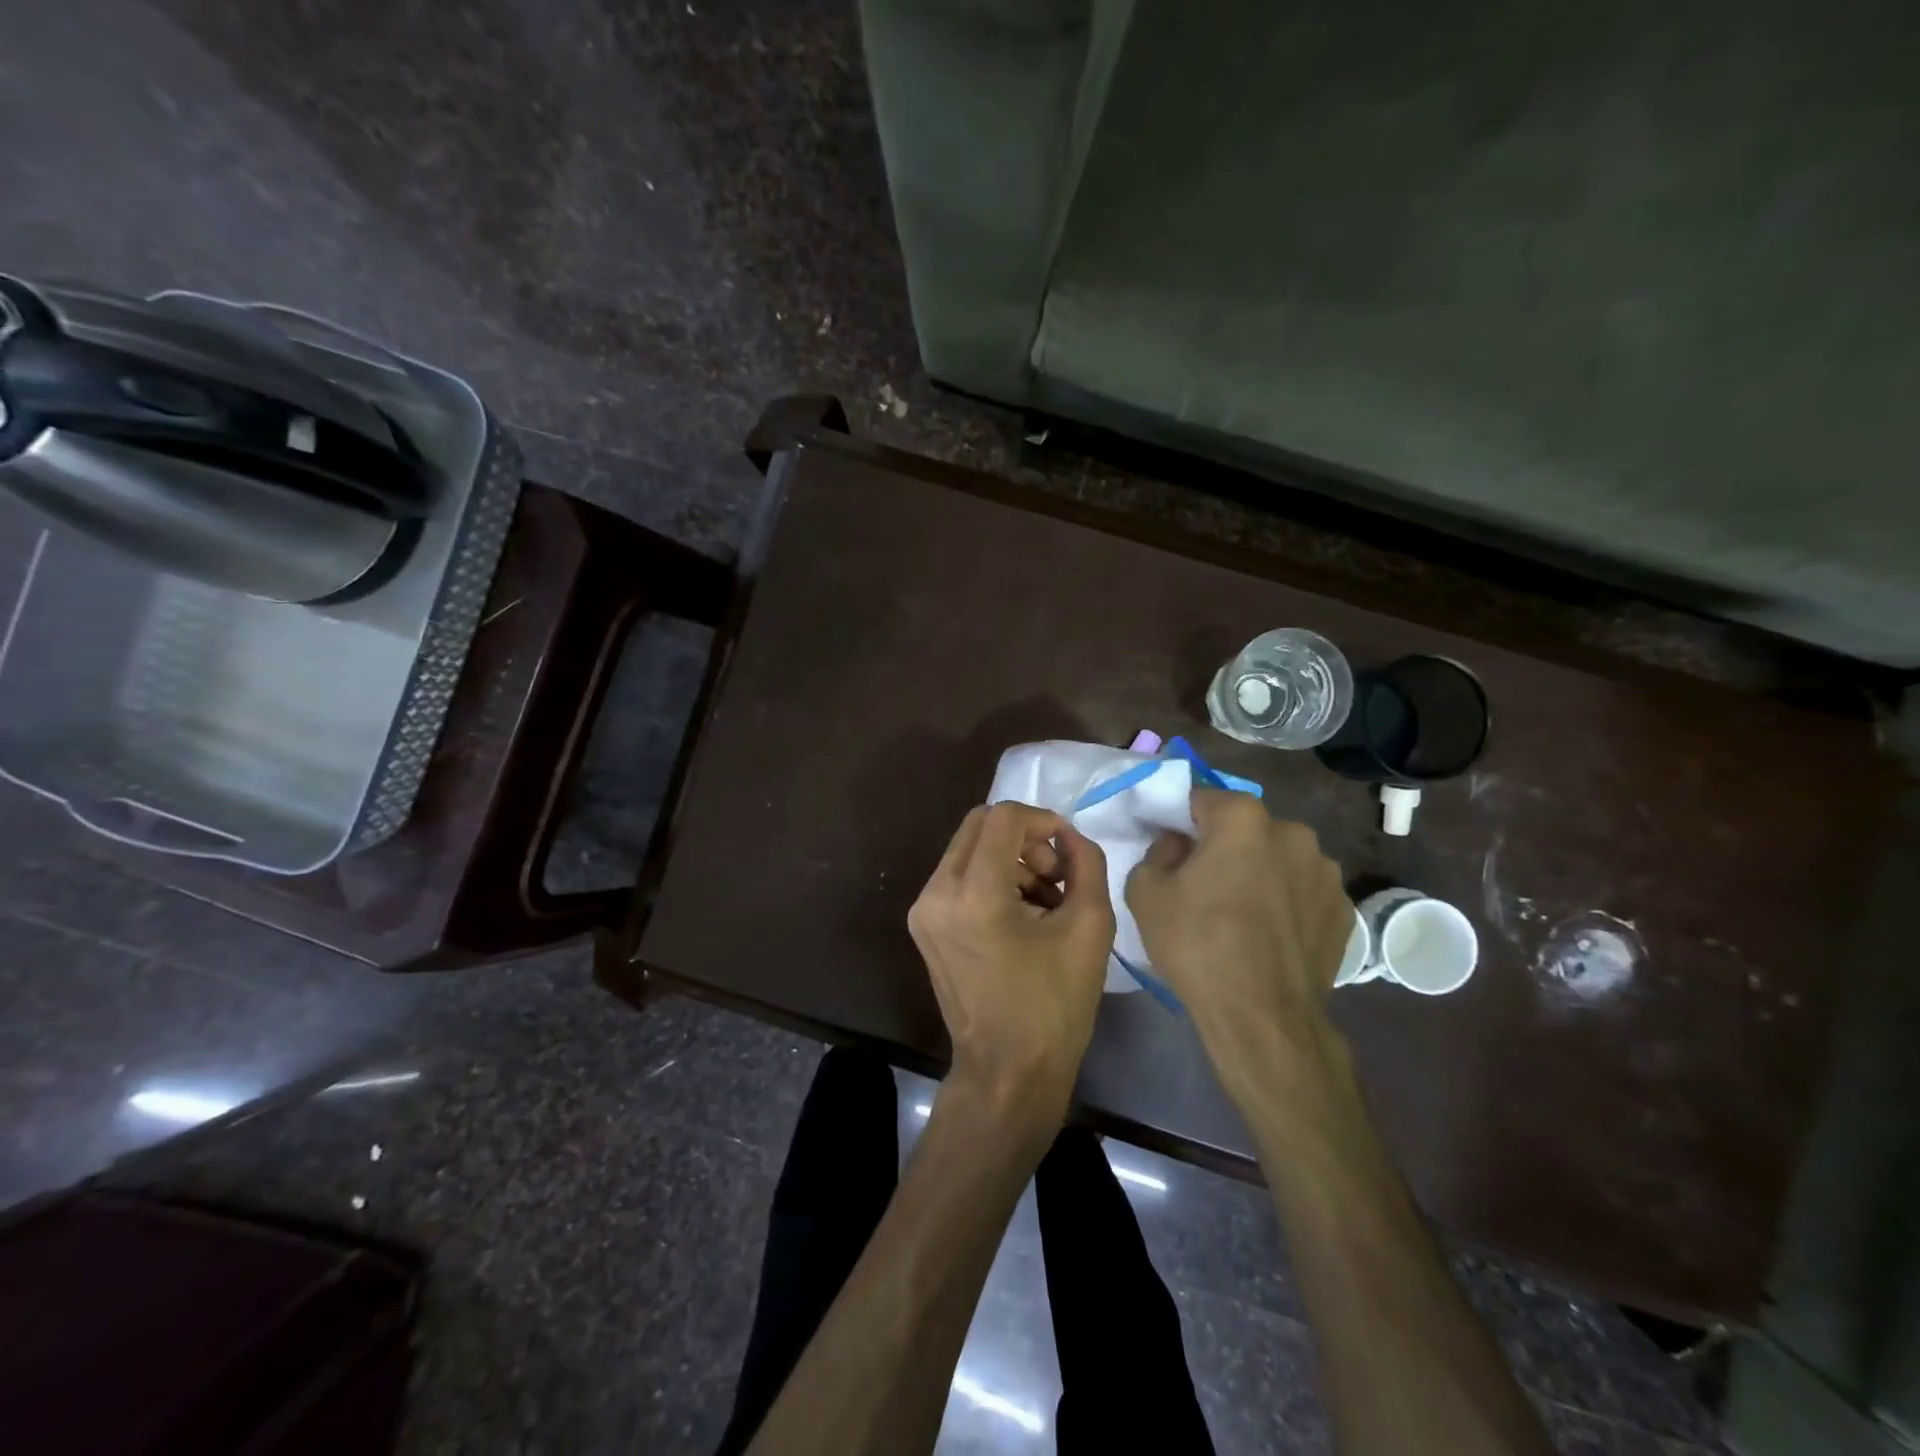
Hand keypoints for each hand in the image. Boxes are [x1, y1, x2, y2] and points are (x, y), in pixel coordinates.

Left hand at [909, 803, 1114, 1123]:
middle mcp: (937, 892)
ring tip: (1045, 901)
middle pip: (979, 825)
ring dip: (1009, 859)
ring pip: (968, 849)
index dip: (1042, 819)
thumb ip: (1086, 863)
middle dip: (1023, 837)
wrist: (1007, 1072)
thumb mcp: (1090, 927)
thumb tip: (1069, 836)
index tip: (1068, 847)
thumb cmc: (1054, 1005)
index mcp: (974, 892)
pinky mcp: (923, 925)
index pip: (1003, 817)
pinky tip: (1021, 915)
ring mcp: (923, 909)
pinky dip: (991, 879)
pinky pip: (958, 877)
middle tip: (1056, 873)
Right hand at [1127, 790, 1351, 1090]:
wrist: (1262, 1016)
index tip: (1171, 845)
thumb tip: (1178, 843)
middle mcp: (1293, 833)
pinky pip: (1303, 893)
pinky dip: (1287, 903)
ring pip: (1279, 859)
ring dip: (1261, 873)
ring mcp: (1325, 872)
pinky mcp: (1344, 910)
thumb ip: (1156, 851)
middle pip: (1246, 828)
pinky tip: (1270, 935)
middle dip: (1225, 846)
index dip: (1181, 820)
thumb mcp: (1145, 892)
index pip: (1202, 799)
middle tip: (1204, 883)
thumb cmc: (1197, 944)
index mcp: (1243, 818)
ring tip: (1242, 914)